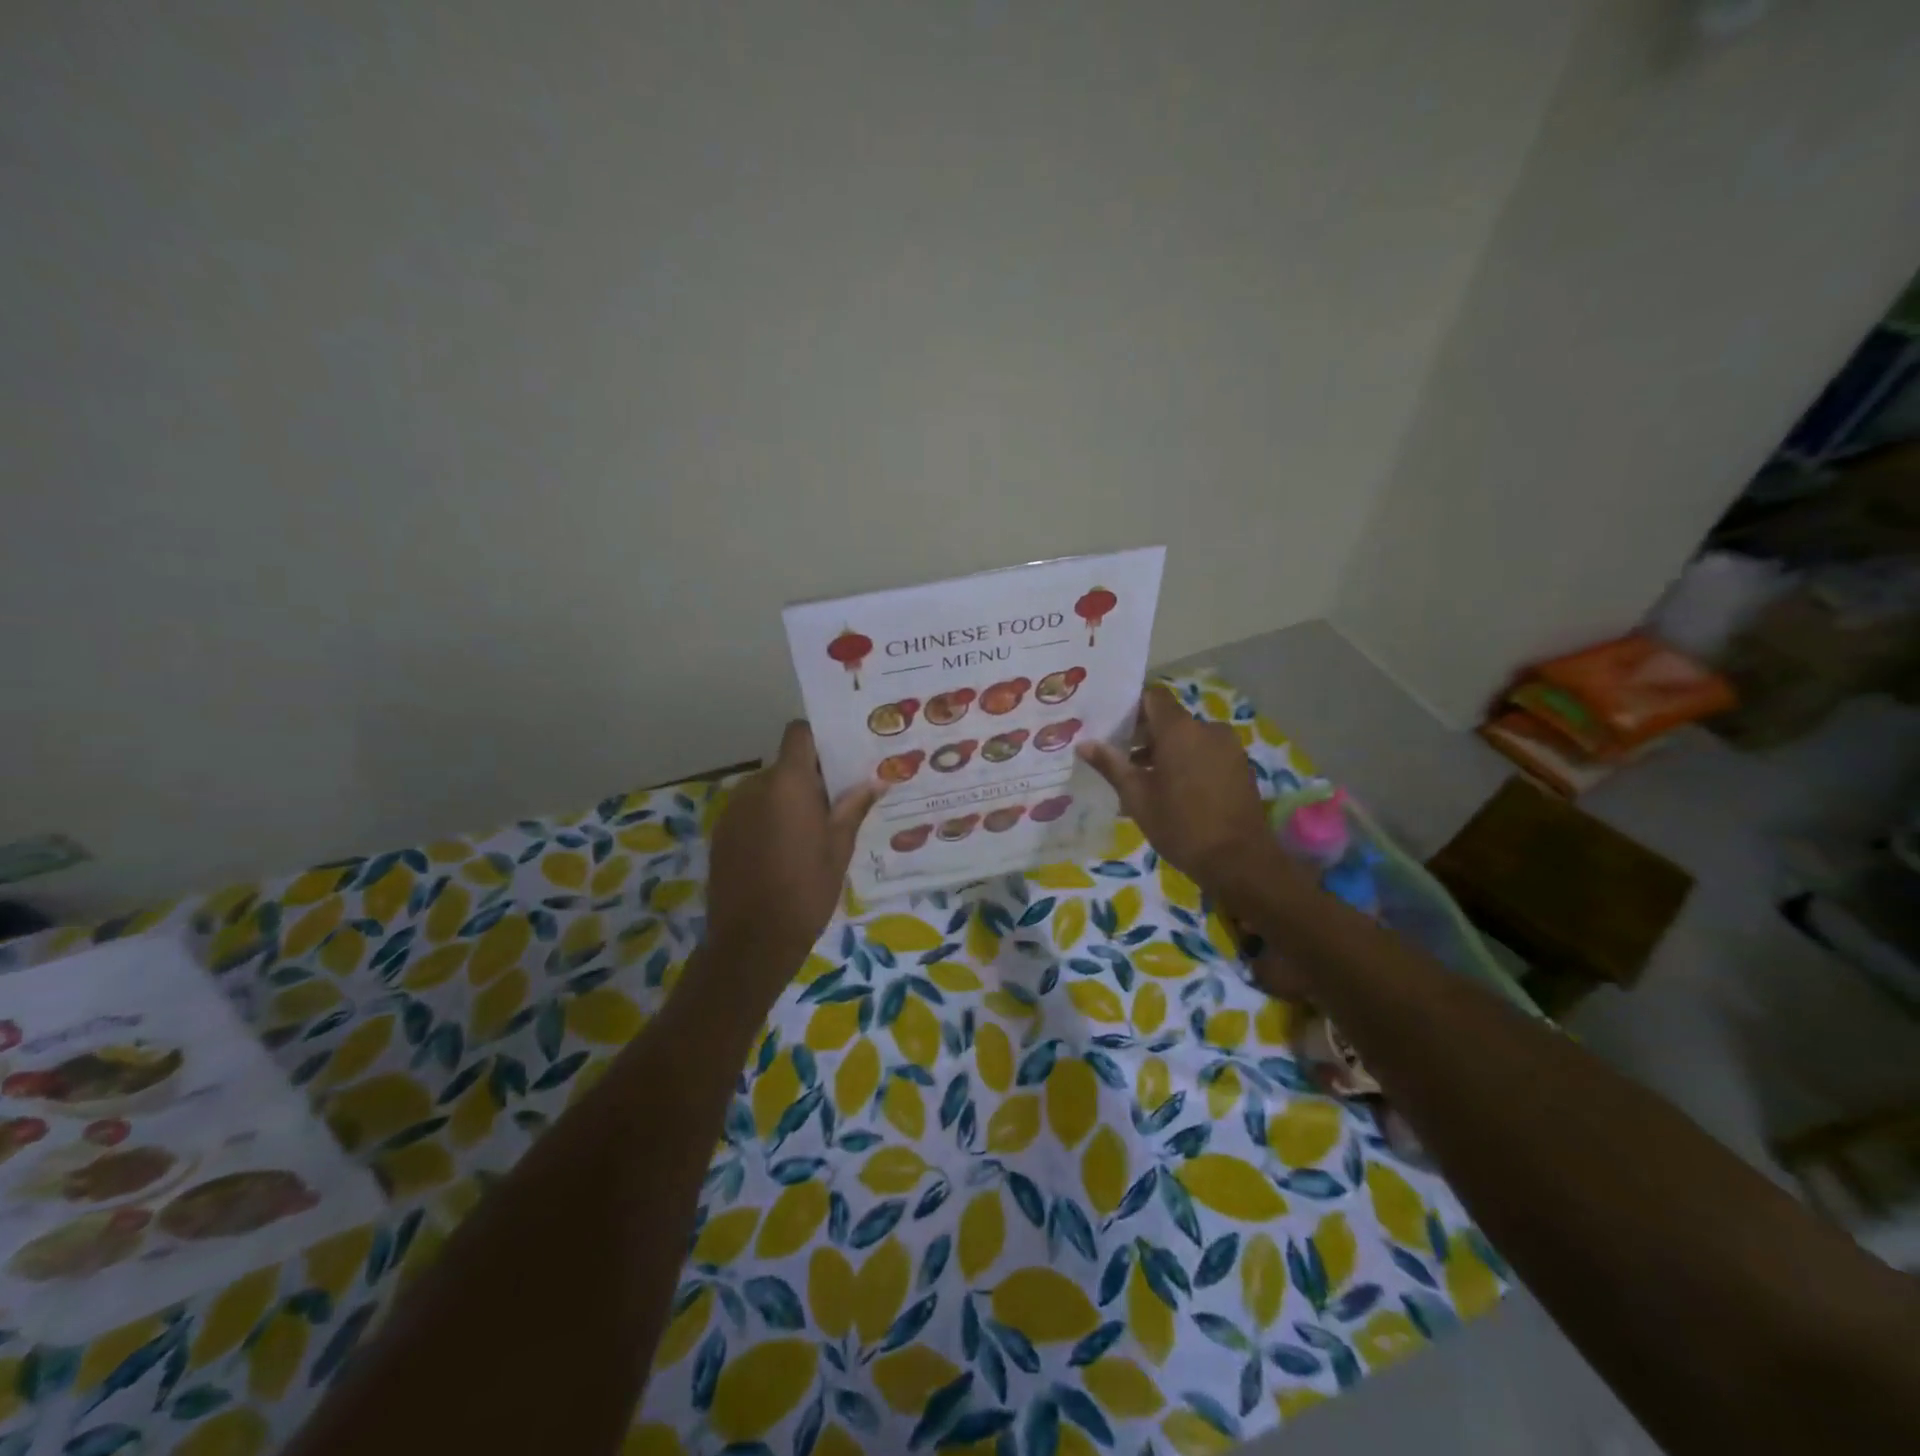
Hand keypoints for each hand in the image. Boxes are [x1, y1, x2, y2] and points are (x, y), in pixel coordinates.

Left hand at [706, 721, 879, 984]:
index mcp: (788, 783)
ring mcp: (733, 809)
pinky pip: (751, 811)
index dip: (819, 740)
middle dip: (809, 778)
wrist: (752, 940)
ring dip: (788, 800)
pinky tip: (783, 852)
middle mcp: (755, 786)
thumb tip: (876, 781)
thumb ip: (853, 807)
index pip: (799, 734)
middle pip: (786, 765)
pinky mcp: (721, 832)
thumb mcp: (839, 848)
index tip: (840, 759)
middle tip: (836, 804)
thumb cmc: (806, 889)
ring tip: (810, 833)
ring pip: (768, 789)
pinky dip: (768, 819)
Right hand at [1077, 684, 1279, 900]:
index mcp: (1180, 730)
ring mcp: (1228, 748)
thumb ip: (1111, 765)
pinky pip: (1206, 753)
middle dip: (1144, 734)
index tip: (1112, 725)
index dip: (1132, 706)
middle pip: (1170, 719)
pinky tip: (1172, 791)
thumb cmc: (1181, 825)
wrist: (1240, 860)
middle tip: (1120, 758)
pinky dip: (1187, 762)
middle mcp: (1207, 729)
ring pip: (1188, 738)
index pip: (1153, 696)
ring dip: (1166, 751)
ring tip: (1143, 781)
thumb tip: (1084, 744)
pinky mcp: (1240, 767)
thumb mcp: (1137, 797)